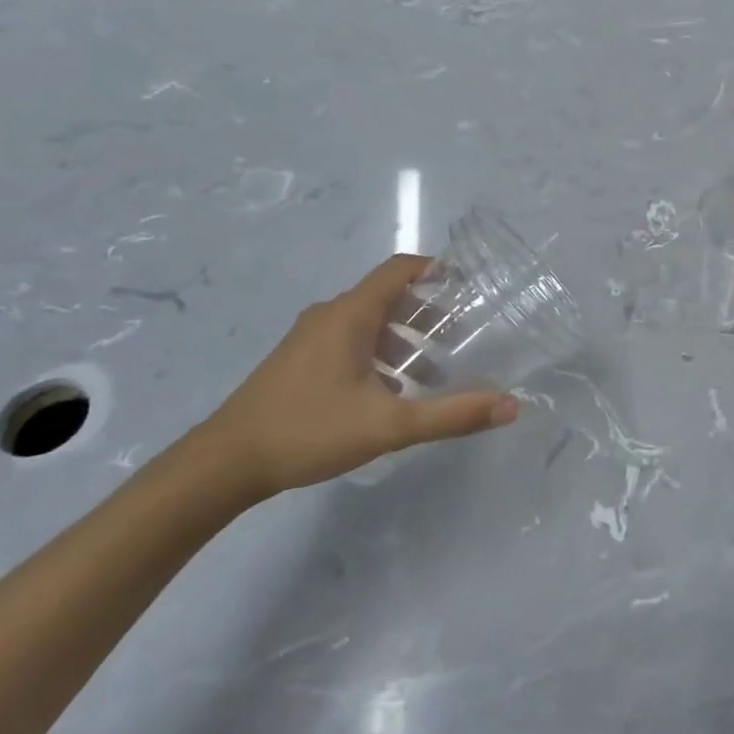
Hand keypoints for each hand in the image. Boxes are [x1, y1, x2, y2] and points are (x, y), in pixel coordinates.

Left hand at [204, 255, 519, 497]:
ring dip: (404, 337)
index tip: (469, 283)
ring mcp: (309, 338)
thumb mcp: (389, 425)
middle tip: (462, 334)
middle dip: (427, 311)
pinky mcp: (298, 360)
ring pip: (368, 322)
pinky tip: (391, 392)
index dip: (436, 269)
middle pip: (387, 296)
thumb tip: (510, 405)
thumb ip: (452, 415)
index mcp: (350, 315)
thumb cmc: (309, 430)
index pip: (400, 269)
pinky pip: (349, 340)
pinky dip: (379, 352)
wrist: (224, 463)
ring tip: (434, 369)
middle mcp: (329, 315)